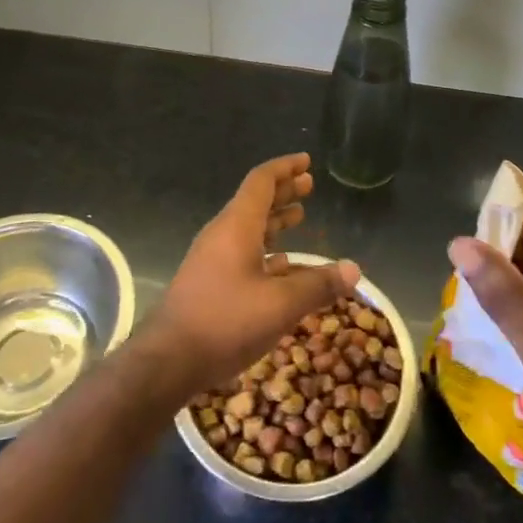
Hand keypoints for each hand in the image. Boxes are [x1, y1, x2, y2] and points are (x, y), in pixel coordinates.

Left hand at [145, 153, 360, 394]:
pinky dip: (265, 249)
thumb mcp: (280, 304)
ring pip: (249, 227)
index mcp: (237, 225)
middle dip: (283, 191)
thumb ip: (318, 285)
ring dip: (275, 219)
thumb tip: (354, 270)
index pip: (262, 181)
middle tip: (309, 185)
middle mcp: (223, 234)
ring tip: (300, 216)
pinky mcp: (210, 282)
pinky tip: (282, 264)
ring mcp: (213, 258)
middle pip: (255, 201)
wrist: (168, 360)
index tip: (306, 161)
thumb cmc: (225, 321)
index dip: (285, 168)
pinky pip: (242, 252)